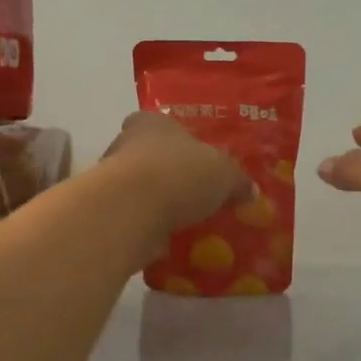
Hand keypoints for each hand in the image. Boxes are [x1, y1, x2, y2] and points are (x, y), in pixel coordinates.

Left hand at [102, 112, 250, 239]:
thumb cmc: (180, 174)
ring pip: (142, 189)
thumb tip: (251, 190)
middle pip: (151, 156)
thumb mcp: (224, 174)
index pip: (160, 123)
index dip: (179, 140)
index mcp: (152, 122)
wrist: (134, 210)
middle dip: (171, 174)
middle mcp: (126, 144)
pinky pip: (136, 217)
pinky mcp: (110, 212)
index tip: (196, 160)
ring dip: (160, 202)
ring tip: (188, 220)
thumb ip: (238, 181)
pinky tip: (172, 238)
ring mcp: (112, 180)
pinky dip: (150, 226)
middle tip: (198, 193)